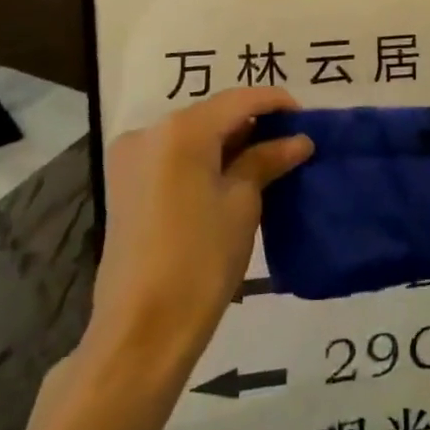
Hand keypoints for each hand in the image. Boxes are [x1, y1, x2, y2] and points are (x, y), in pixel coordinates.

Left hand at [90, 88, 312, 353]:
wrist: (141, 329)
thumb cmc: (201, 260)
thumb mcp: (242, 204)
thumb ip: (266, 160)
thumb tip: (298, 140)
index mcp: (181, 130)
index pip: (239, 99)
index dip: (276, 103)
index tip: (306, 117)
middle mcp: (149, 131)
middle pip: (212, 113)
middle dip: (252, 123)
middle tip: (290, 141)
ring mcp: (131, 157)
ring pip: (192, 133)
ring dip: (228, 141)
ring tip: (266, 159)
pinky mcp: (124, 182)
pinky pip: (173, 154)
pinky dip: (203, 157)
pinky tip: (230, 174)